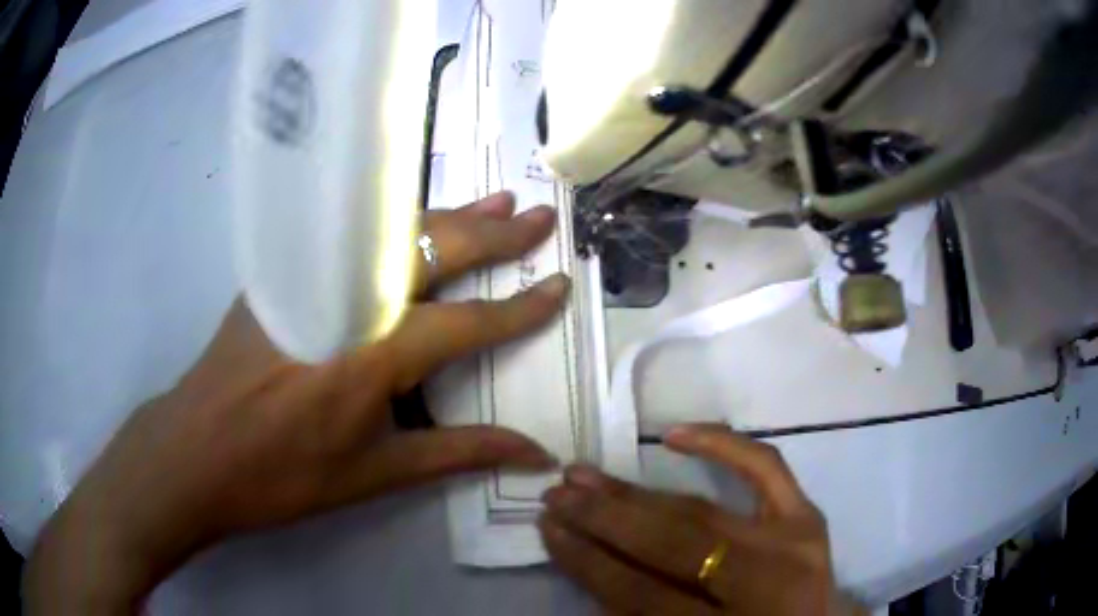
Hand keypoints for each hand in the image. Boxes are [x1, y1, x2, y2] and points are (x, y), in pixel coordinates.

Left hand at [25, 192, 567, 614]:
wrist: (195, 451)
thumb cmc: (282, 476)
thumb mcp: (374, 474)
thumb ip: (458, 454)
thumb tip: (534, 454)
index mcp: (369, 357)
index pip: (467, 322)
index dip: (520, 308)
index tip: (560, 286)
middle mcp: (343, 300)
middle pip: (432, 252)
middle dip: (494, 234)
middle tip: (538, 217)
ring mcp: (304, 277)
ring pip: (389, 232)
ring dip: (447, 215)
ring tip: (495, 200)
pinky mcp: (278, 273)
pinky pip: (347, 237)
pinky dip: (390, 225)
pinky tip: (412, 220)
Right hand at [539, 425, 864, 615]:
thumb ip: (639, 614)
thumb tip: (591, 562)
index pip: (641, 594)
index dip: (588, 562)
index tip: (548, 530)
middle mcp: (764, 586)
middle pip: (671, 546)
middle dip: (604, 520)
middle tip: (558, 495)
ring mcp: (792, 544)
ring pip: (701, 511)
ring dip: (636, 492)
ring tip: (586, 474)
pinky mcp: (808, 517)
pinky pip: (766, 468)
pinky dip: (723, 445)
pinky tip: (676, 435)